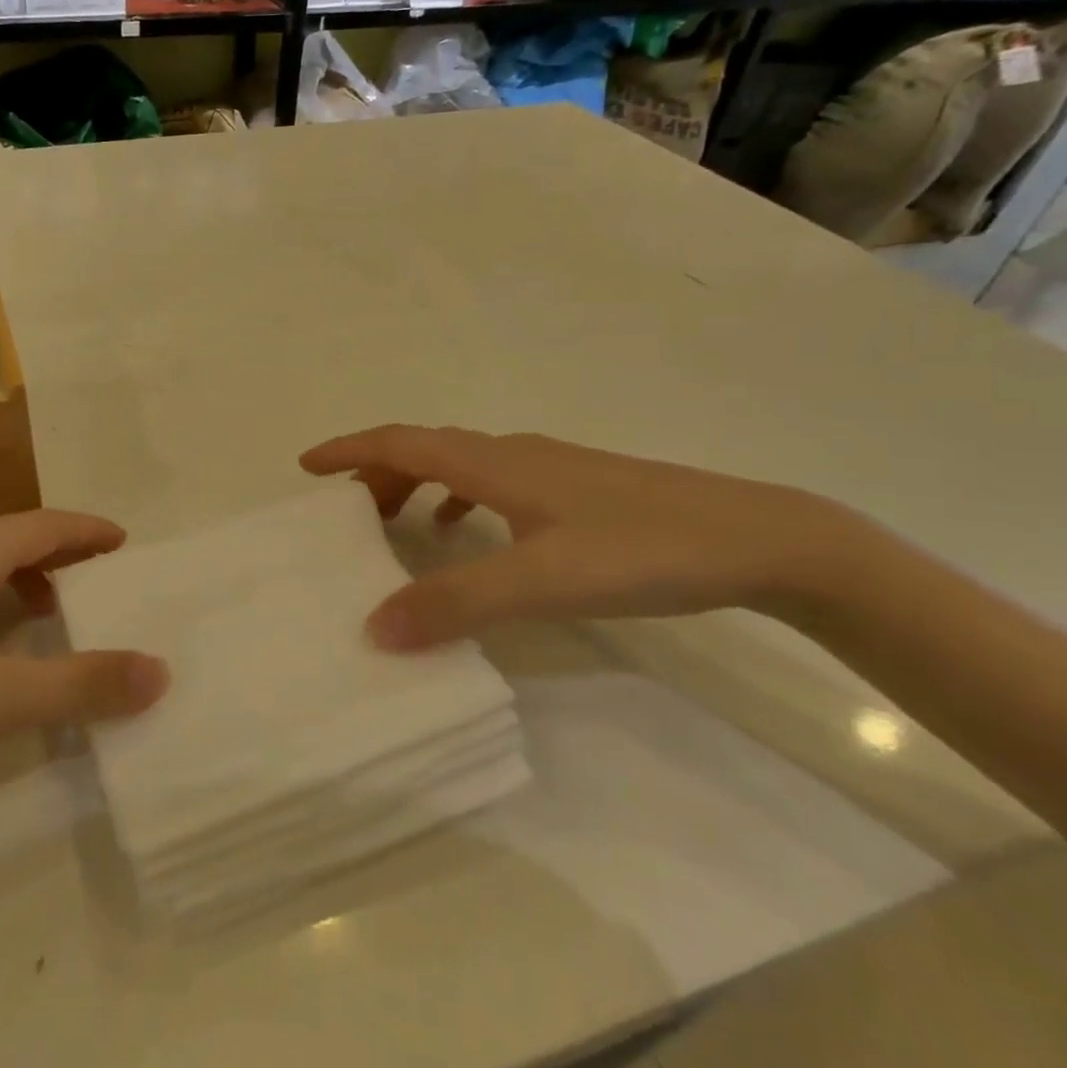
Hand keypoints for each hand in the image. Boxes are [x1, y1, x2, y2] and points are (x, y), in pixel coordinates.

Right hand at [301, 425, 853, 648]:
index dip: (350, 450)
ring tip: (391, 524)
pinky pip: (491, 484)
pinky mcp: (576, 491)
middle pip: (424, 448)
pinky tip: (467, 536)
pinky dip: (457, 500)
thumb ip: (458, 602)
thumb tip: (374, 626)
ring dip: (414, 484)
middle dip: (375, 472)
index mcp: (494, 464)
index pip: (402, 441)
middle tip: (343, 512)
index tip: (306, 466)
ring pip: (458, 465)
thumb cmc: (642, 548)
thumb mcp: (543, 581)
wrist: (759, 538)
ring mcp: (548, 470)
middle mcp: (513, 455)